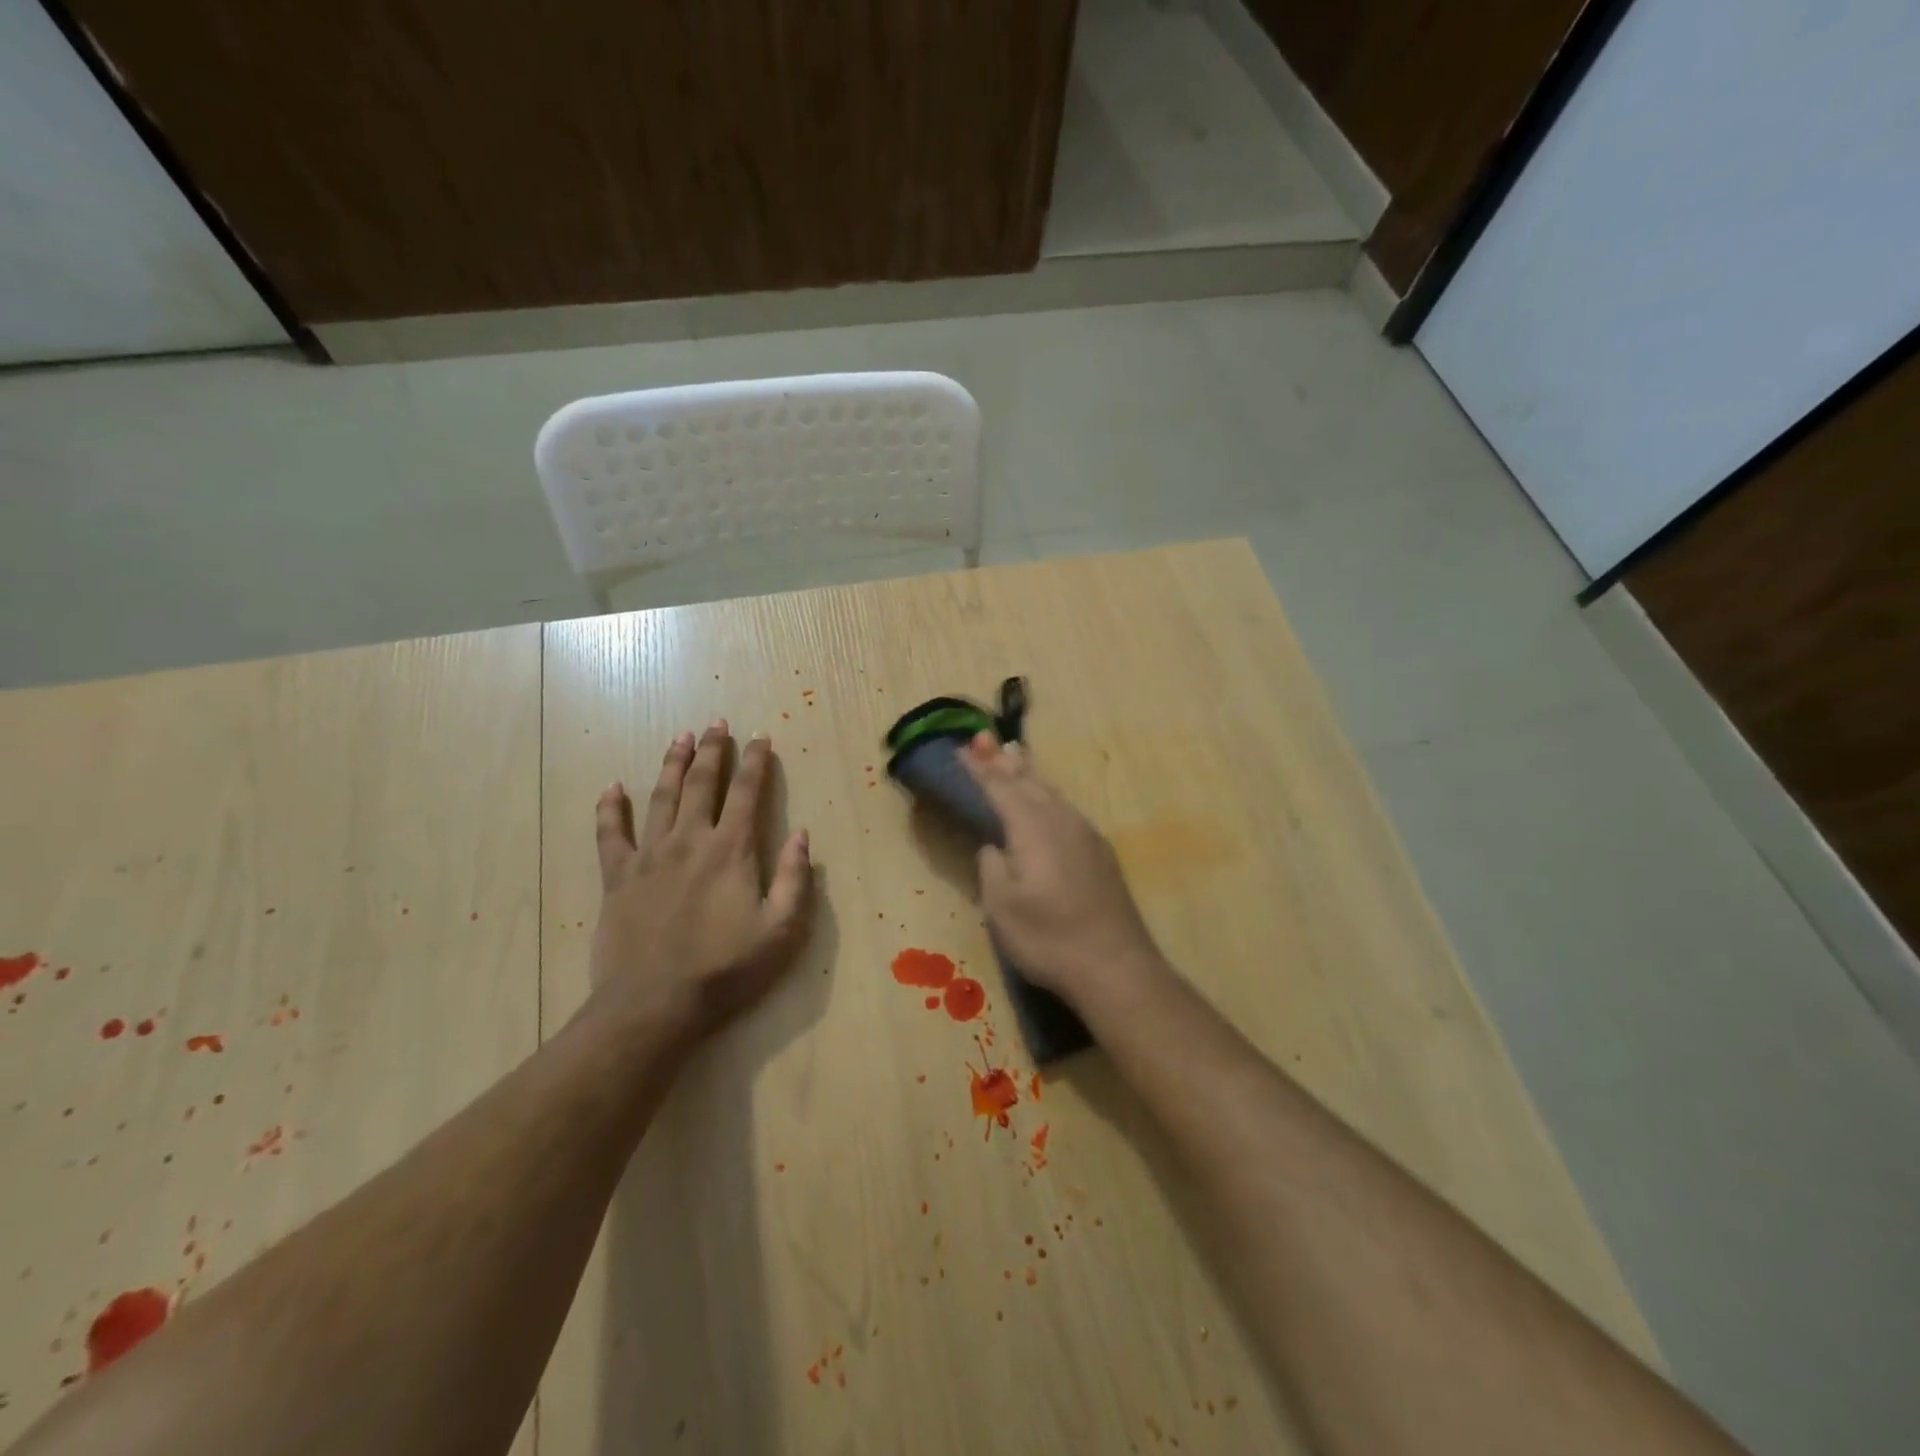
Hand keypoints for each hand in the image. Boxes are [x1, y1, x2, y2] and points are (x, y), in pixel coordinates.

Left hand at [586, 720, 813, 1042]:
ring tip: (680, 737)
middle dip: (712, 750)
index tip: (761, 737)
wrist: (653, 1006)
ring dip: (672, 764)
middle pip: (702, 784)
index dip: (756, 762)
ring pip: (661, 797)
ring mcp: (649, 857)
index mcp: (731, 851)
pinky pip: (611, 834)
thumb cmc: (725, 971)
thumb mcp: (781, 931)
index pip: (748, 793)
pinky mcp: (618, 878)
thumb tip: (802, 835)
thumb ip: (795, 879)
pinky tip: (613, 788)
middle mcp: (690, 841)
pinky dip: (611, 809)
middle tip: (716, 723)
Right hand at [960, 732, 1168, 1013]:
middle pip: (1028, 781)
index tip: (961, 749)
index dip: (979, 769)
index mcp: (1032, 828)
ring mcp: (1086, 834)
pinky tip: (1047, 801)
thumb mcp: (1002, 906)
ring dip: (1028, 774)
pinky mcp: (1100, 851)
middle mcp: (1061, 820)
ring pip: (1051, 792)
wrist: (1115, 965)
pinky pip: (1066, 807)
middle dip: (1003, 761)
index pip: (999, 787)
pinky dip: (1047, 795)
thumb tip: (995, 846)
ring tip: (1014, 757)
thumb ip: (991, 866)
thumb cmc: (1049, 937)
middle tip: (985, 739)